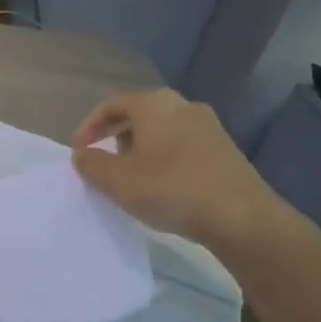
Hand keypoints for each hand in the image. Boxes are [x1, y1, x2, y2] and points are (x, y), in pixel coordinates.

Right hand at [71, 89, 298, 257]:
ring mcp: (209, 126)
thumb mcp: (117, 180)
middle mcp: (182, 105)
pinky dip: (164, 157)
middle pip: (139, 113)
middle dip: (117, 135)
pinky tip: (162, 185)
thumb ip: (91, 164)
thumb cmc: (170, 189)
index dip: (89, 127)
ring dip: (141, 147)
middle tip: (104, 160)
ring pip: (163, 129)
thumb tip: (82, 154)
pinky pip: (183, 144)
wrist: (241, 217)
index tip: (79, 152)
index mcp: (153, 104)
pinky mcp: (225, 149)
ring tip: (131, 176)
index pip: (112, 105)